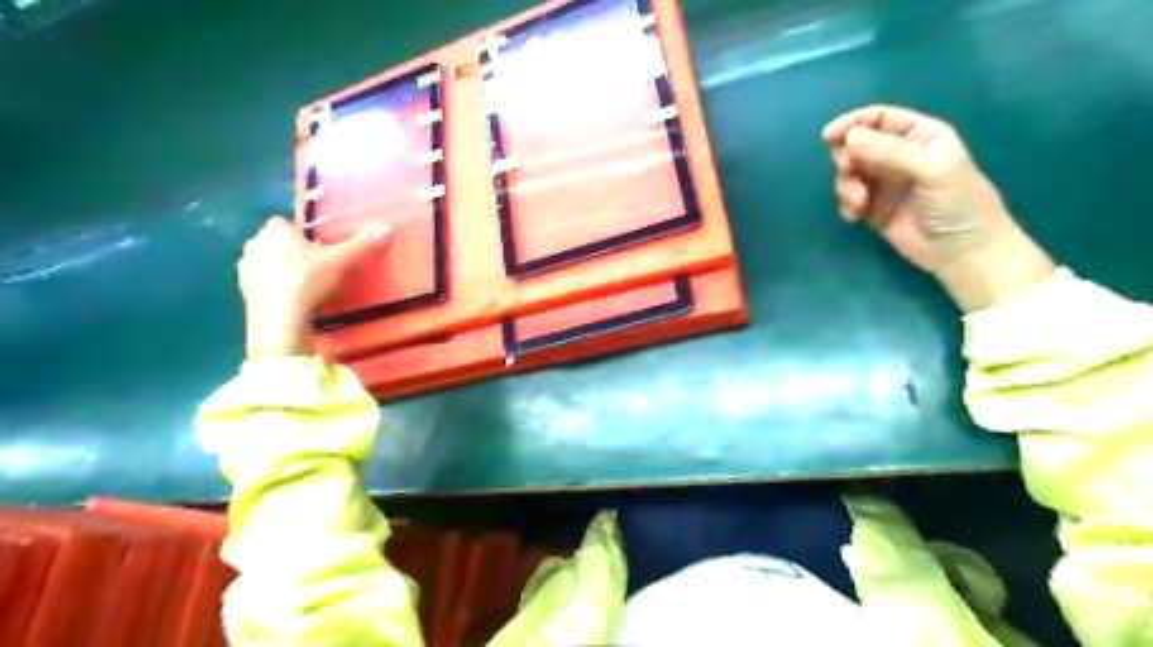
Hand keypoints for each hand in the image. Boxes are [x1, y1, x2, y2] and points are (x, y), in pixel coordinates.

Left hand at [238, 217, 391, 359]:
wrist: (278, 317)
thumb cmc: (305, 279)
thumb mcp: (339, 261)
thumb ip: (361, 244)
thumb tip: (389, 228)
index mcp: (275, 231)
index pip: (284, 222)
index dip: (299, 232)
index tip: (317, 246)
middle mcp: (255, 243)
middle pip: (274, 241)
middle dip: (289, 249)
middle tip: (314, 264)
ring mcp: (245, 267)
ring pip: (265, 261)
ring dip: (278, 267)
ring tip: (303, 282)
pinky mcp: (243, 290)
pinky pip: (261, 281)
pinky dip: (272, 286)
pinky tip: (290, 298)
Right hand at [819, 104, 1051, 309]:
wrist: (963, 253)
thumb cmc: (958, 203)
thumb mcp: (932, 169)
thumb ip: (891, 151)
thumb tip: (849, 137)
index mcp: (921, 136)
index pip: (881, 119)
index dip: (853, 123)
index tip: (829, 136)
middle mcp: (900, 156)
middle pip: (858, 145)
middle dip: (847, 157)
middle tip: (848, 171)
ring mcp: (885, 183)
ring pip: (850, 172)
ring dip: (846, 185)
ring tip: (858, 202)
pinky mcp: (873, 209)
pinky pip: (849, 198)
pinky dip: (847, 204)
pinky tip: (856, 216)